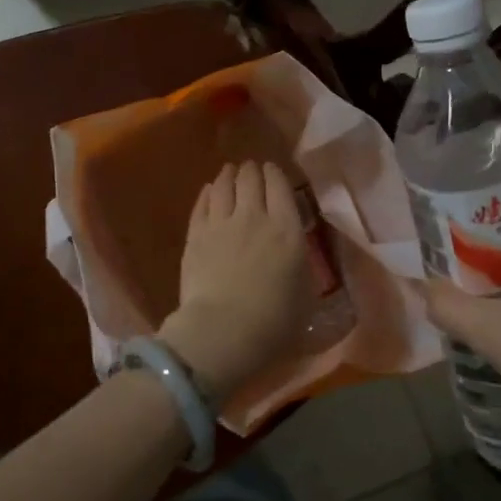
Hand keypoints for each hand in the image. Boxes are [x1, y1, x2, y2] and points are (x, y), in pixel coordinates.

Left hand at [159, 161, 312, 400]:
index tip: (273, 170)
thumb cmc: (274, 321)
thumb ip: (300, 265)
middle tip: (251, 169)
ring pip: (224, 187)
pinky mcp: (195, 237)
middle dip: (252, 170)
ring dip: (229, 175)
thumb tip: (295, 253)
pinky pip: (202, 205)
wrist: (223, 331)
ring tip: (230, 171)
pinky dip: (207, 194)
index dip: (276, 174)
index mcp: (287, 230)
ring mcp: (220, 224)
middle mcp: (254, 217)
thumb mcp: (305, 294)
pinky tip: (209, 191)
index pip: (280, 187)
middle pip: (251, 180)